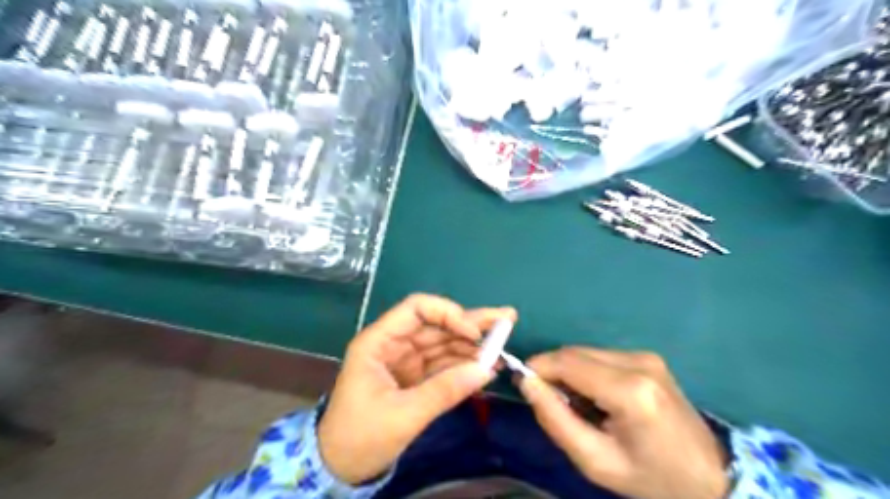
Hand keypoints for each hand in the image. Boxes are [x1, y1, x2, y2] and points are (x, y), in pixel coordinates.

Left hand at [319, 295, 514, 484]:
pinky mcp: (415, 377)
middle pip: (436, 324)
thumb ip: (444, 390)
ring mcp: (406, 360)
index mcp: (379, 342)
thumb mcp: (403, 415)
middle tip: (507, 317)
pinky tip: (487, 365)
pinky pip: (444, 364)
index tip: (473, 333)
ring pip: (443, 343)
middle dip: (471, 322)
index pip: (416, 309)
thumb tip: (487, 370)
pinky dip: (465, 364)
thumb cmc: (361, 436)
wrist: (341, 468)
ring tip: (504, 344)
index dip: (447, 313)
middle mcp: (394, 344)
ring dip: (473, 344)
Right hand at [519, 348, 724, 498]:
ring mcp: (645, 356)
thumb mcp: (595, 461)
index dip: (538, 368)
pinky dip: (586, 371)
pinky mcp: (648, 357)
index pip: (567, 362)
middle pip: (574, 353)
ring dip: (569, 371)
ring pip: (585, 352)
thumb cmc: (650, 478)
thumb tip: (526, 382)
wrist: (710, 477)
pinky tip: (596, 396)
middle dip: (552, 371)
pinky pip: (600, 356)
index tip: (522, 385)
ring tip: (576, 404)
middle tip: (549, 402)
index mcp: (629, 391)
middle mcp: (638, 362)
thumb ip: (555, 419)